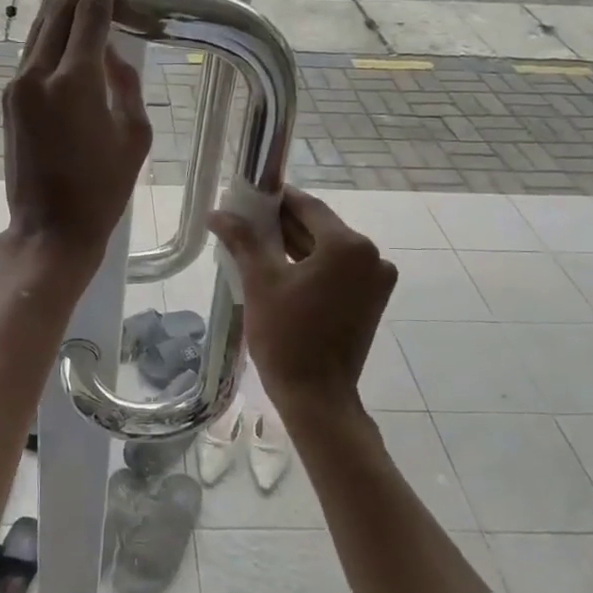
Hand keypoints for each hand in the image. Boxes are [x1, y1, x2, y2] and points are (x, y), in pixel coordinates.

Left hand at [1, 0, 150, 273]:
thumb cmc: (103, 189)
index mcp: (74, 82)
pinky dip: (49, 30)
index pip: (89, 16)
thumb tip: (112, 52)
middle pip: (57, 12)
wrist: (50, 228)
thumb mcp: (134, 135)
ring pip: (39, 30)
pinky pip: (32, 54)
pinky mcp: (9, 101)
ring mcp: (17, 87)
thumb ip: (125, 84)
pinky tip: (60, 19)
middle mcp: (38, 75)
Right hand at [208, 186, 396, 422]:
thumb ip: (242, 240)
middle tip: (246, 221)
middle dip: (283, 224)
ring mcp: (375, 280)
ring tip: (256, 244)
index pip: (309, 207)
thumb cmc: (286, 336)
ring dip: (295, 244)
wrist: (316, 396)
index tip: (249, 196)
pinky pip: (337, 270)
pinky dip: (310, 266)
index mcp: (349, 246)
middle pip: (320, 228)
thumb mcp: (259, 281)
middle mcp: (371, 257)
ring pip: (328, 250)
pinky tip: (279, 267)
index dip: (277, 199)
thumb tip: (217, 213)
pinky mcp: (370, 300)